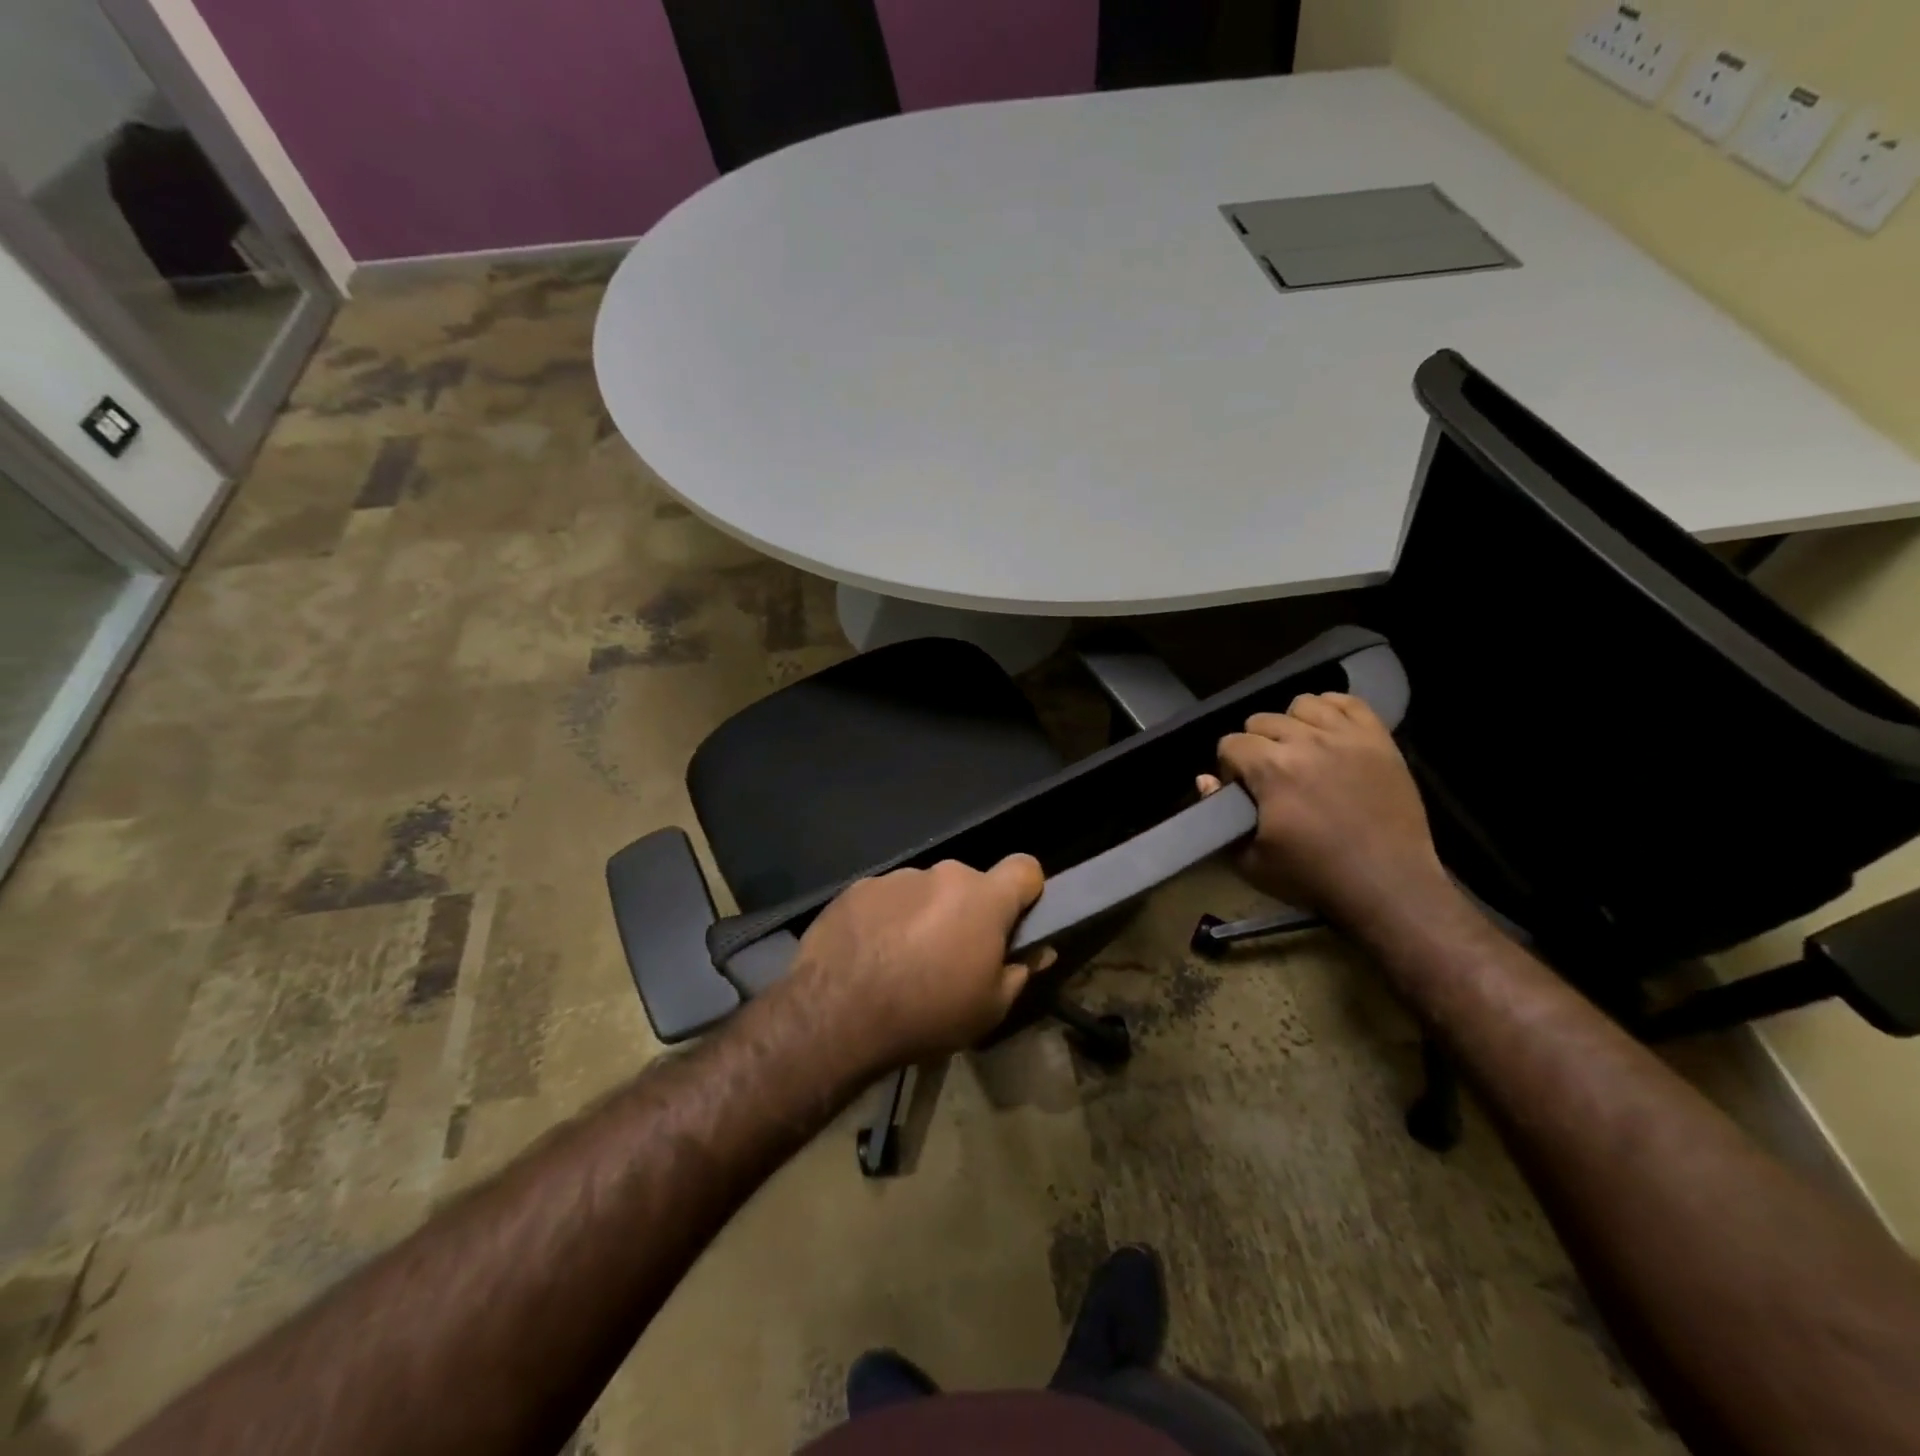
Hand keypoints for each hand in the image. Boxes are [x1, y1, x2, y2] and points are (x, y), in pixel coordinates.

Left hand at [786, 856, 1048, 1073]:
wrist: (837, 1015)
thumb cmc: (927, 1014)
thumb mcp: (990, 1009)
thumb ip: (1020, 972)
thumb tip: (1039, 951)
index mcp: (982, 898)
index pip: (1025, 868)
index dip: (1027, 891)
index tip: (1015, 921)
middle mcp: (941, 874)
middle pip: (969, 885)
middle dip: (967, 913)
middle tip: (953, 957)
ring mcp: (895, 878)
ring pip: (925, 892)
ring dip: (925, 916)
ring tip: (903, 962)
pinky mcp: (857, 889)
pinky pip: (886, 899)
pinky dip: (886, 920)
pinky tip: (871, 956)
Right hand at [1201, 694, 1450, 933]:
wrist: (1388, 884)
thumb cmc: (1314, 876)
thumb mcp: (1250, 860)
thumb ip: (1219, 814)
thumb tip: (1205, 779)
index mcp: (1272, 769)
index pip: (1231, 743)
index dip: (1229, 767)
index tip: (1242, 790)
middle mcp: (1307, 742)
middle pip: (1262, 720)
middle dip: (1256, 746)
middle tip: (1270, 777)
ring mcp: (1346, 737)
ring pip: (1303, 704)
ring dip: (1293, 725)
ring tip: (1301, 752)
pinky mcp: (1379, 740)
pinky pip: (1349, 703)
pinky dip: (1332, 711)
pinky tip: (1328, 734)